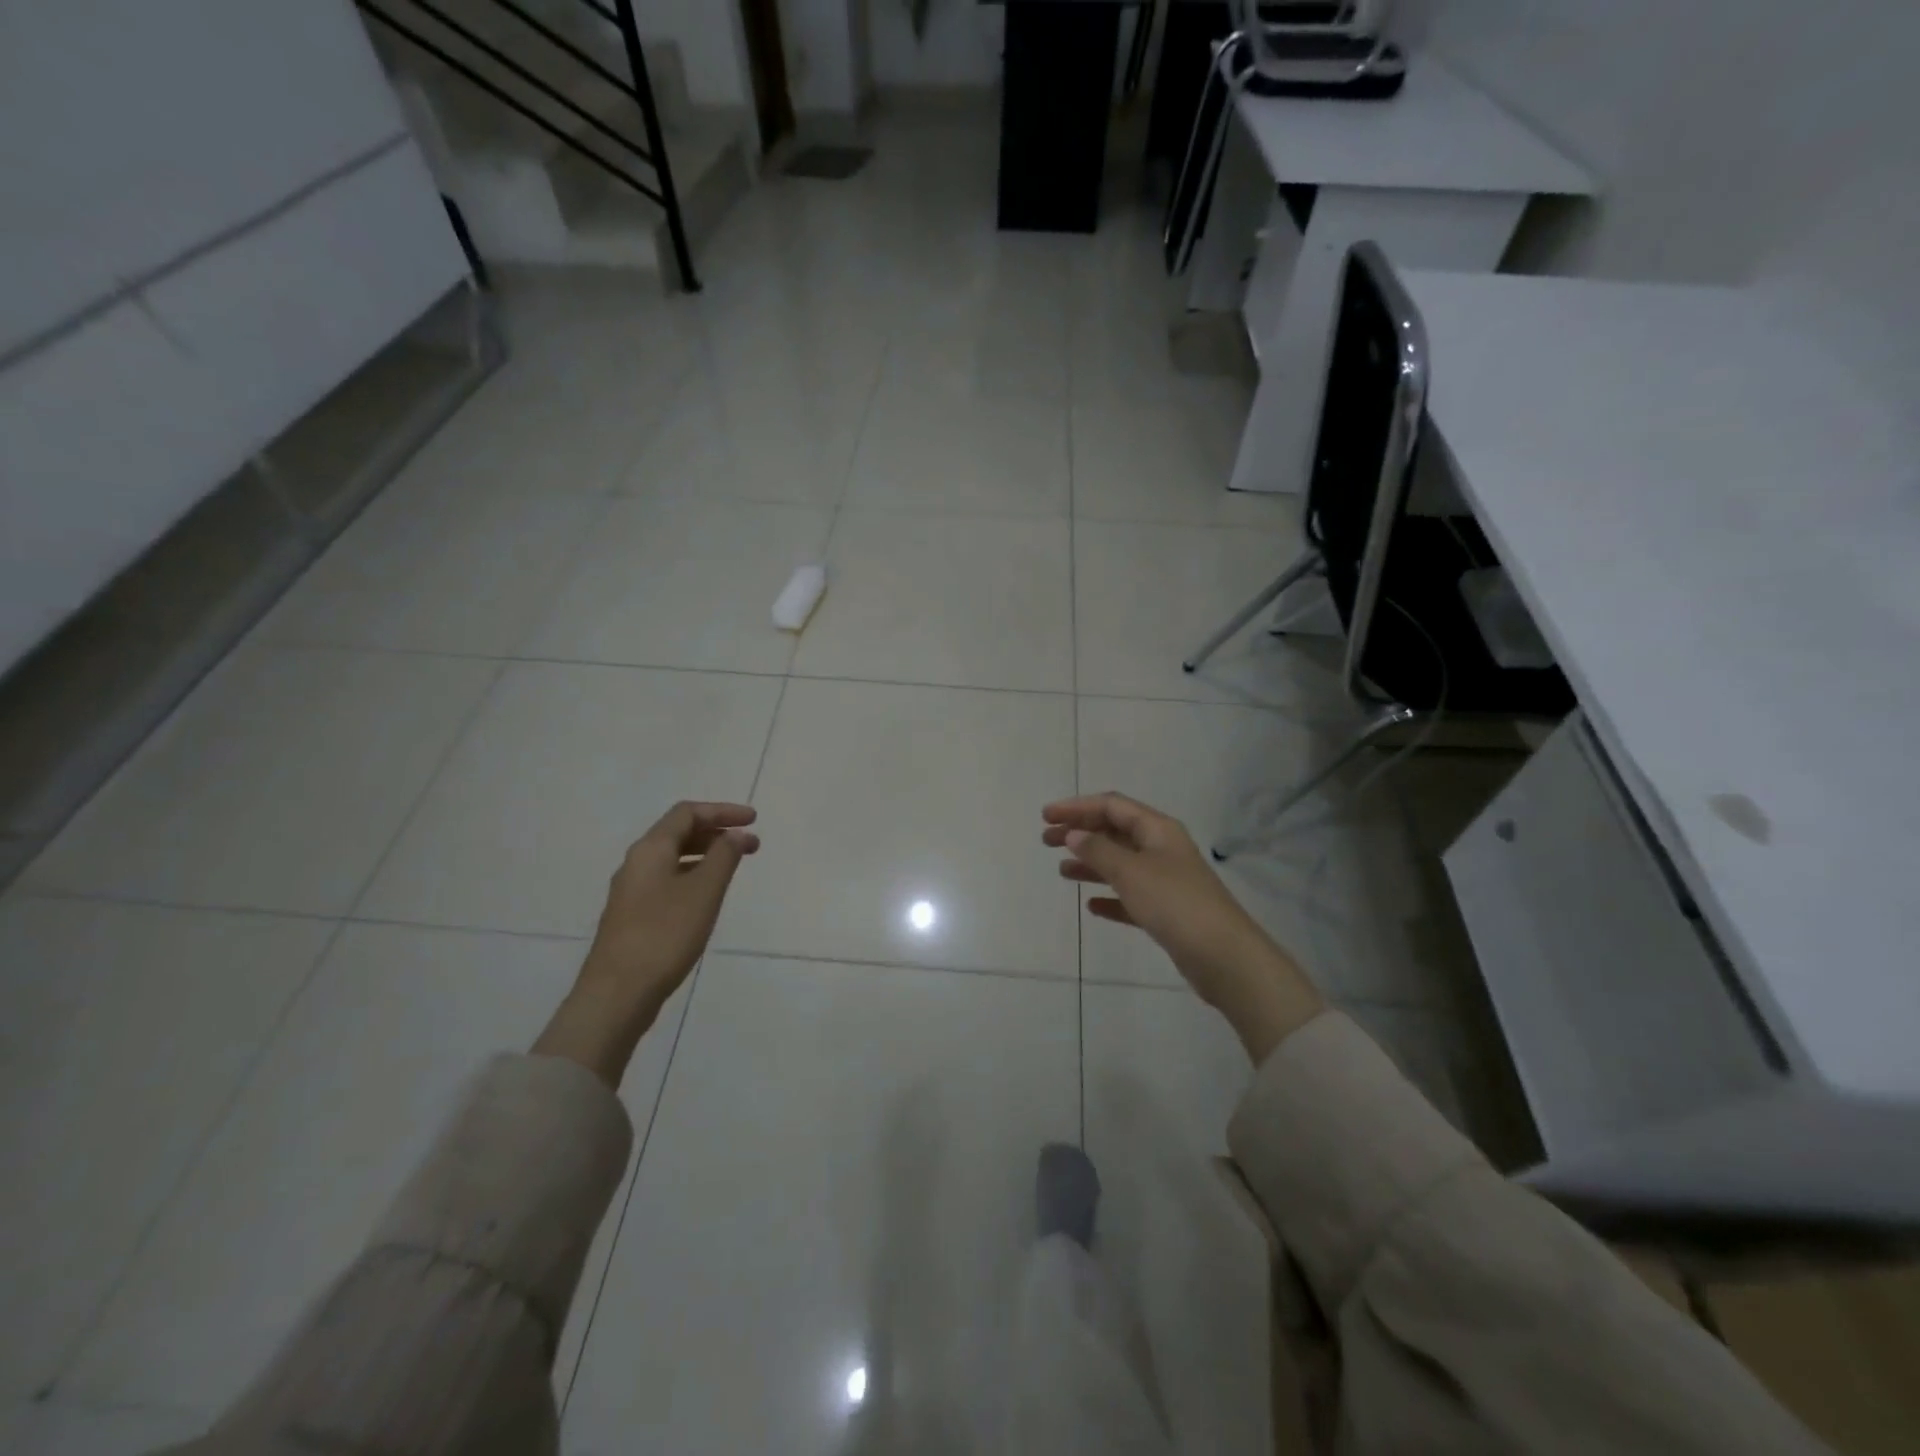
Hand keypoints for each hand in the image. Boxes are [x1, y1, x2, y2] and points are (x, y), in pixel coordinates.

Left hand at [534, 801, 758, 1085]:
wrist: (617, 993)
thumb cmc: (665, 935)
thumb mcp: (704, 891)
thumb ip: (724, 857)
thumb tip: (736, 834)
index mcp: (650, 849)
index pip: (687, 813)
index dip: (722, 811)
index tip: (754, 820)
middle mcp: (637, 863)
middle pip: (678, 833)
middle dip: (717, 832)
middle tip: (751, 845)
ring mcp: (631, 891)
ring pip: (673, 858)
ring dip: (706, 855)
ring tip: (734, 868)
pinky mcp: (632, 915)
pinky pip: (667, 880)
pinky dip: (693, 875)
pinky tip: (707, 896)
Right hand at [1043, 793, 1323, 1061]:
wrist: (1224, 957)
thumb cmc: (1175, 903)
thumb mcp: (1131, 871)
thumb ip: (1098, 850)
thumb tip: (1074, 834)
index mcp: (1158, 829)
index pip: (1112, 806)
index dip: (1077, 807)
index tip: (1046, 817)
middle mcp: (1162, 849)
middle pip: (1115, 832)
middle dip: (1080, 833)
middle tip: (1046, 841)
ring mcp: (1166, 880)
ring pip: (1121, 863)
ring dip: (1091, 863)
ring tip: (1062, 871)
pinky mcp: (1167, 912)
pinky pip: (1131, 896)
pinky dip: (1110, 897)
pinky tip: (1092, 907)